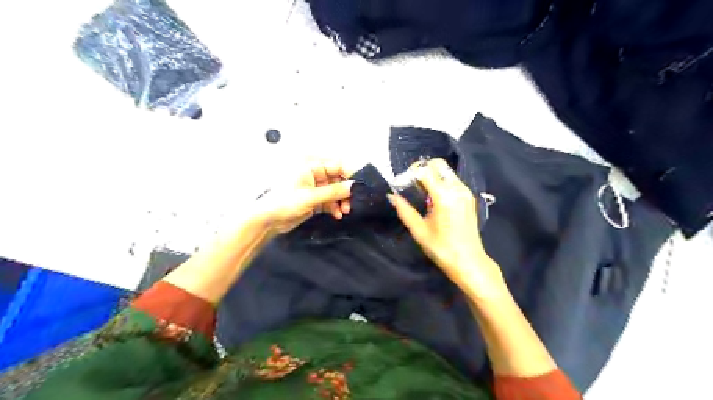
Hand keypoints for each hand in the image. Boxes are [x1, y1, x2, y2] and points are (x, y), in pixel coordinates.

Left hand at [256, 157, 355, 234]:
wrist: (267, 221)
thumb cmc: (284, 203)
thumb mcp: (311, 197)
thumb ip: (334, 192)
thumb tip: (354, 186)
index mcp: (311, 166)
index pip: (337, 165)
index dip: (350, 174)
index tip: (361, 185)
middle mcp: (314, 174)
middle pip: (338, 179)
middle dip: (346, 191)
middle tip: (352, 203)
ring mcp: (314, 187)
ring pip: (336, 191)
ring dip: (342, 201)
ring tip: (344, 211)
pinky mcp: (314, 199)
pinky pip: (330, 200)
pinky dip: (335, 207)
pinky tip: (337, 215)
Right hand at [389, 157, 505, 297]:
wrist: (469, 261)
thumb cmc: (441, 248)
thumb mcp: (419, 230)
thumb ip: (404, 210)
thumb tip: (391, 196)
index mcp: (444, 196)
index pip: (425, 171)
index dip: (410, 174)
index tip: (401, 184)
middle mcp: (457, 189)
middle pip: (438, 165)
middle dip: (422, 169)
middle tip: (411, 183)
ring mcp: (465, 192)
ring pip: (446, 171)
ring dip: (431, 175)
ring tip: (421, 192)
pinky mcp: (469, 197)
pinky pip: (452, 180)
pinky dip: (440, 181)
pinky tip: (433, 198)